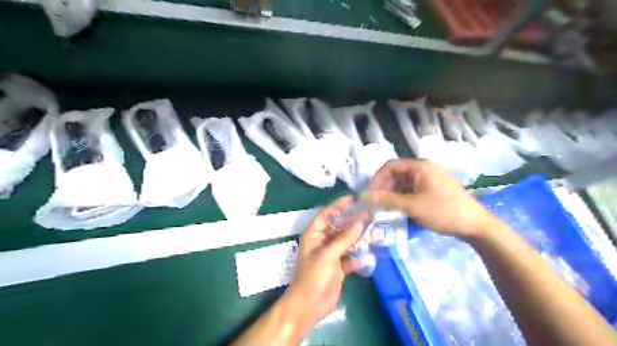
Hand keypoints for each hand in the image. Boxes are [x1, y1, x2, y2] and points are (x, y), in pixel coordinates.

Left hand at [282, 196, 367, 336]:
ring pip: (347, 241)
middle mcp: (323, 242)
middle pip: (339, 227)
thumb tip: (360, 222)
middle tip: (369, 213)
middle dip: (352, 221)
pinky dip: (359, 256)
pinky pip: (351, 257)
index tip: (352, 198)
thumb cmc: (313, 276)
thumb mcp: (327, 255)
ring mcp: (331, 254)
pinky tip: (370, 255)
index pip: (326, 215)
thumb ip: (344, 239)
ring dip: (358, 237)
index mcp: (314, 235)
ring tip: (374, 230)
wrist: (309, 306)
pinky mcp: (339, 266)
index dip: (337, 205)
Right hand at [363, 158, 500, 237]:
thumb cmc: (443, 211)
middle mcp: (423, 169)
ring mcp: (429, 179)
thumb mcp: (413, 206)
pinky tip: (398, 209)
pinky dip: (402, 197)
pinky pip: (411, 189)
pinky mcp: (433, 189)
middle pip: (396, 174)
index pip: (390, 166)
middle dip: (383, 188)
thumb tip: (364, 196)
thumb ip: (387, 200)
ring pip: (403, 183)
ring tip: (384, 208)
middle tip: (375, 204)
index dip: (377, 179)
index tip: (369, 194)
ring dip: (392, 194)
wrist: (476, 225)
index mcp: (419, 167)